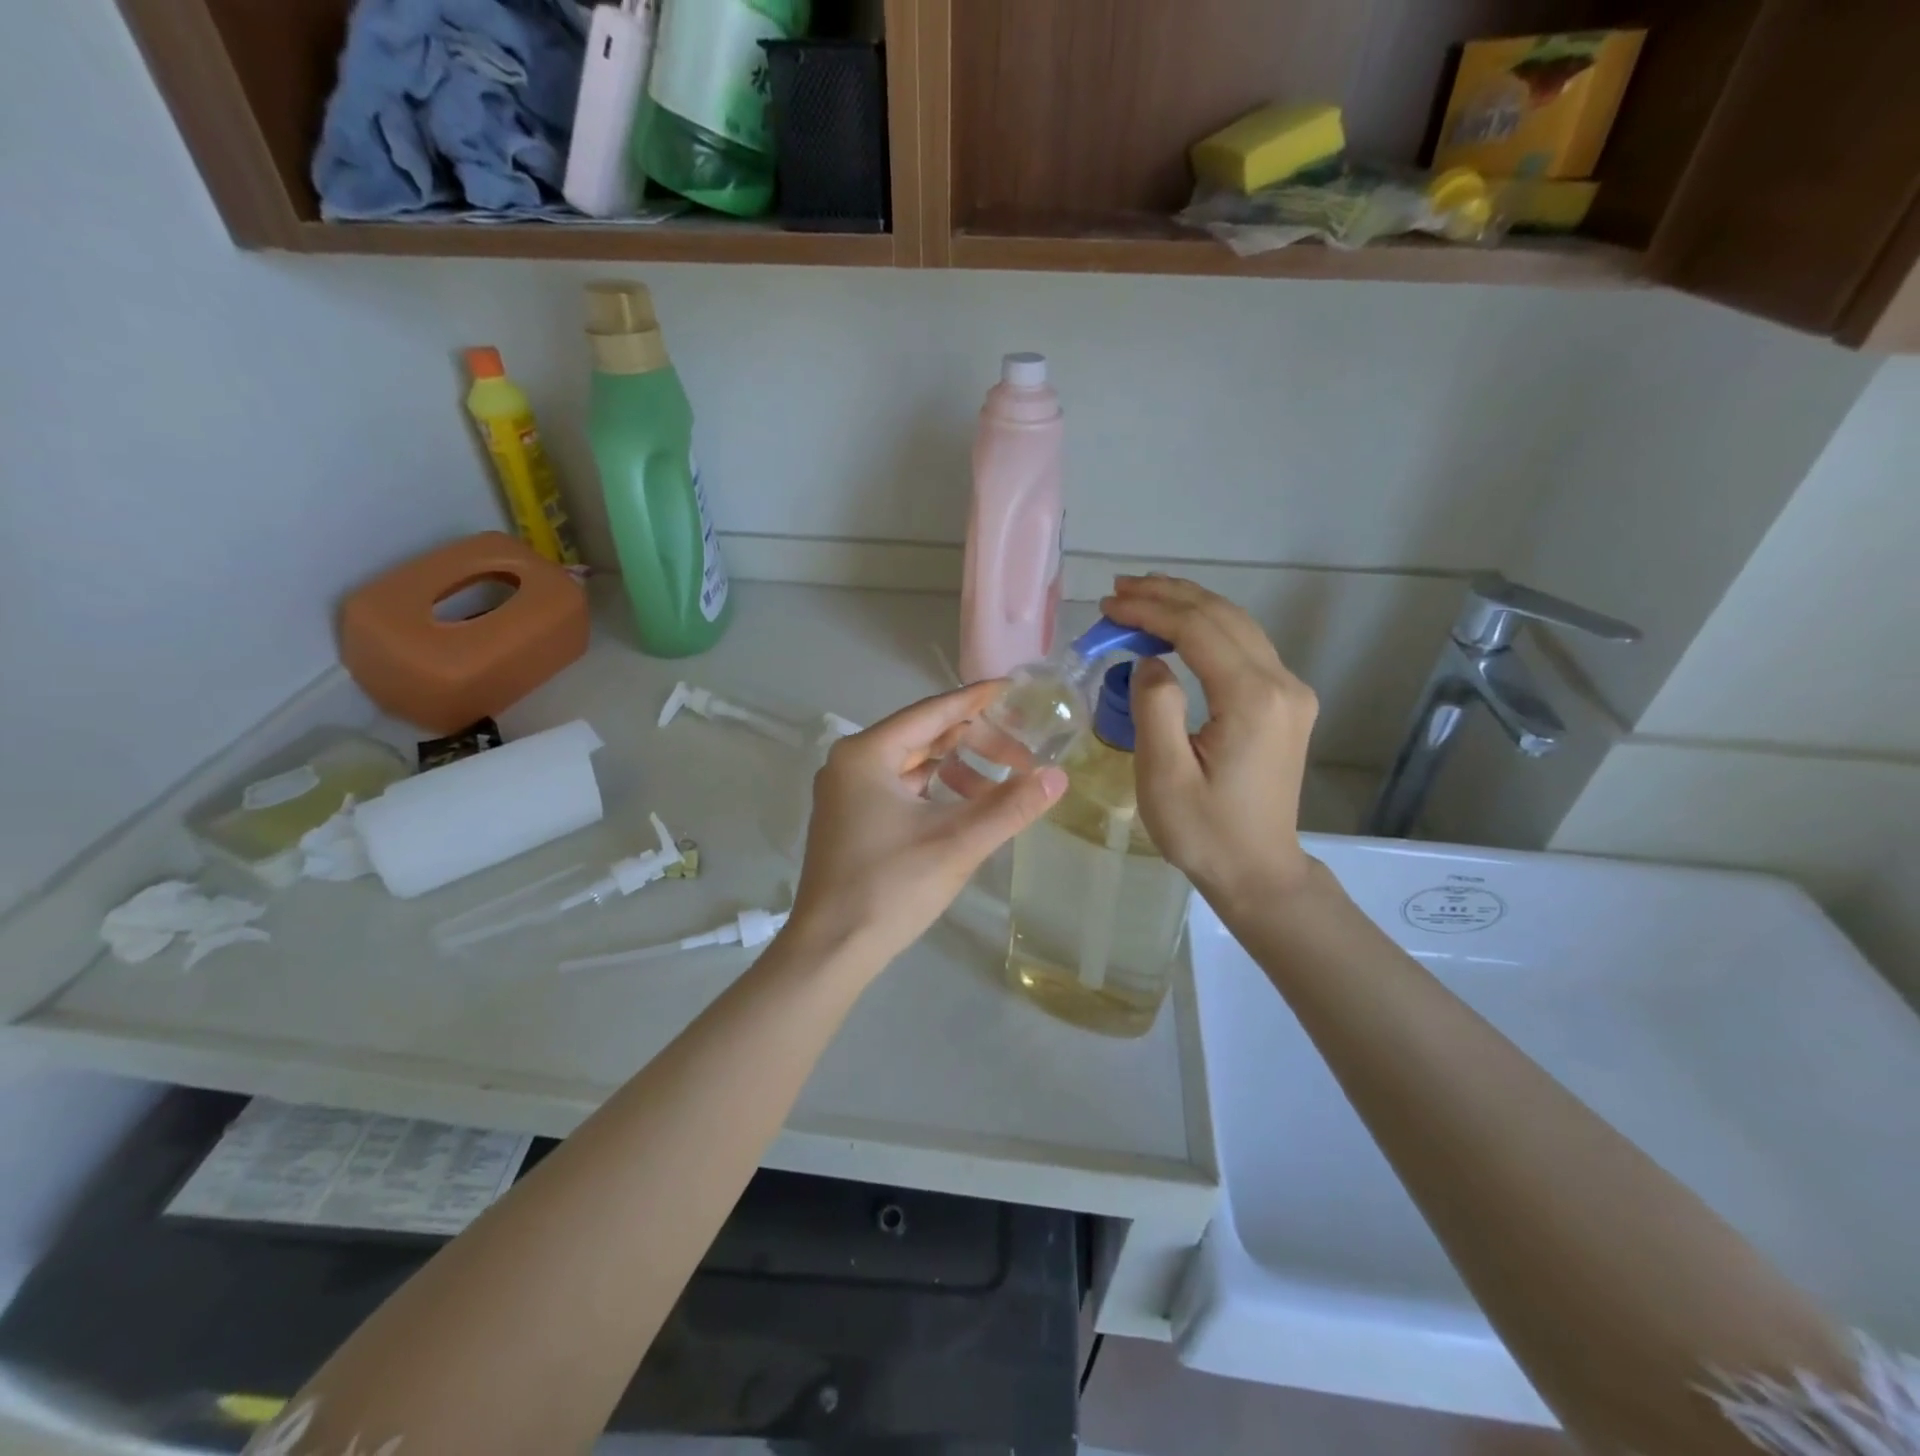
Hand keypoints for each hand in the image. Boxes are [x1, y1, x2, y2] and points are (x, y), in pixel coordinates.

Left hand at [787, 683, 1068, 969]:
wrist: (830, 951)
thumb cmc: (890, 888)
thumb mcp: (957, 843)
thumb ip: (1010, 807)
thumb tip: (1058, 777)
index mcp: (866, 754)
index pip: (932, 712)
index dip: (976, 700)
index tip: (1014, 690)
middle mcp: (850, 763)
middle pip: (922, 736)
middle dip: (973, 742)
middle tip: (1021, 755)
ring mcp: (845, 793)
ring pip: (911, 764)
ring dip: (956, 769)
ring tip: (999, 787)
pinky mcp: (849, 820)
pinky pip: (899, 788)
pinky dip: (934, 791)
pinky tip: (965, 807)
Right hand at [1099, 576, 1318, 908]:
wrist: (1258, 870)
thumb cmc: (1205, 832)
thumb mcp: (1164, 776)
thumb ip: (1155, 708)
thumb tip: (1150, 661)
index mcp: (1253, 699)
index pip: (1199, 630)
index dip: (1150, 610)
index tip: (1107, 605)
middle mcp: (1281, 684)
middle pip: (1222, 616)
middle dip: (1168, 596)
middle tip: (1118, 590)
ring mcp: (1290, 692)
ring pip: (1237, 625)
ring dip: (1188, 605)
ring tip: (1141, 596)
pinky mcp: (1285, 703)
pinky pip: (1244, 647)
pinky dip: (1206, 628)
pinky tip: (1177, 628)